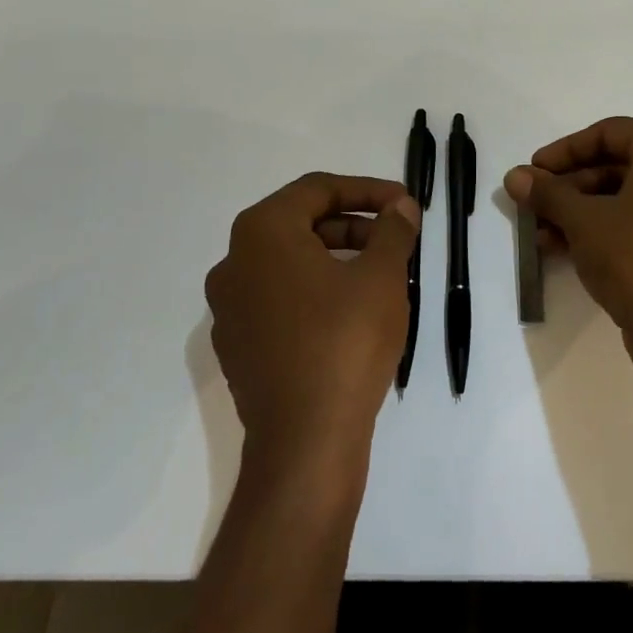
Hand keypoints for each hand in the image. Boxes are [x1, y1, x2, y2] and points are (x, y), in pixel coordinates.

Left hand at [206, 173, 419, 482]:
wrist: (305, 443)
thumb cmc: (345, 342)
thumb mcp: (381, 276)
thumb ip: (392, 230)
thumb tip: (400, 207)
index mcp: (262, 233)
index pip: (318, 189)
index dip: (367, 190)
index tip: (404, 204)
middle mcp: (234, 262)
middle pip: (300, 223)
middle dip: (353, 224)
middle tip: (395, 237)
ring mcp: (229, 308)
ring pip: (289, 262)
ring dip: (336, 256)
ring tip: (380, 272)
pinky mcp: (237, 346)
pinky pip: (279, 299)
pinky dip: (315, 290)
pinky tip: (351, 310)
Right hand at [504, 118, 632, 374]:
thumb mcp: (582, 220)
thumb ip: (547, 192)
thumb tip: (514, 176)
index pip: (609, 132)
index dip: (565, 150)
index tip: (534, 170)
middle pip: (618, 165)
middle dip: (570, 186)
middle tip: (534, 203)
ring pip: (628, 197)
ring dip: (582, 210)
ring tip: (540, 232)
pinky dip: (607, 228)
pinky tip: (565, 248)